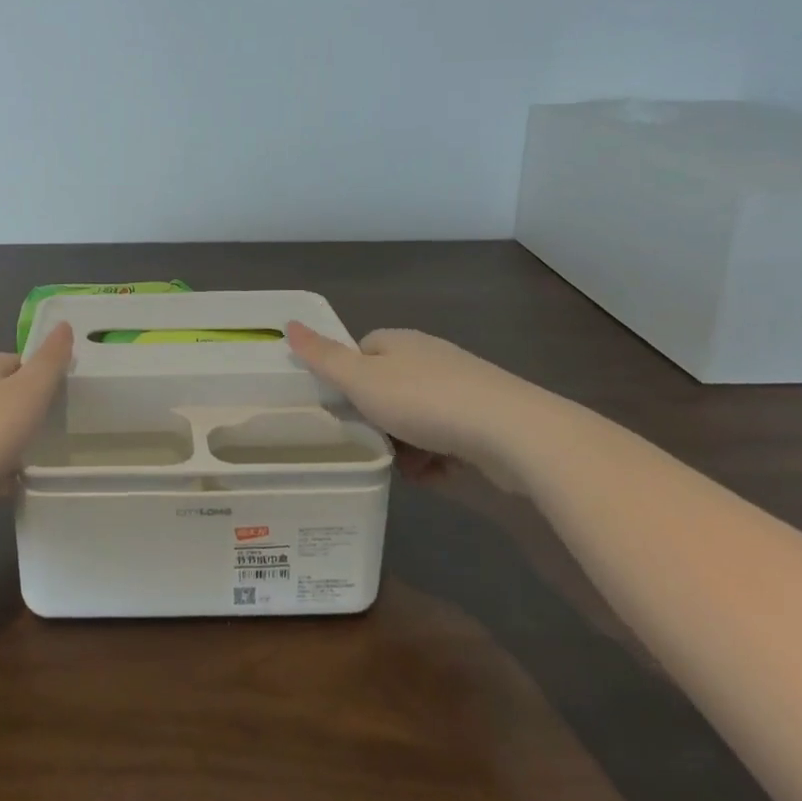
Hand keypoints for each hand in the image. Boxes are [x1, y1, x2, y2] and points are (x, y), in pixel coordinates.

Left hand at [0, 322, 74, 499]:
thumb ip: (50, 361)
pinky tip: (10, 485)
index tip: (63, 394)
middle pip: (1, 394)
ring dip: (10, 441)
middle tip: (56, 428)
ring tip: (38, 459)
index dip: (41, 373)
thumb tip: (64, 325)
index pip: (16, 360)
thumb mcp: (29, 392)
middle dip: (26, 409)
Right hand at [285, 322, 564, 482]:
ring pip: (418, 418)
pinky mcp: (486, 421)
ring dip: (407, 445)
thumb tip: (288, 323)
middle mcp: (430, 358)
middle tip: (369, 443)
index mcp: (399, 342)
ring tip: (404, 469)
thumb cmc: (425, 401)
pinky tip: (435, 476)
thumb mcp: (362, 381)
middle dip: (378, 420)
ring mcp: (462, 389)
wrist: (512, 432)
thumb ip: (323, 357)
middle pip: (389, 388)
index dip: (348, 378)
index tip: (342, 407)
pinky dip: (437, 459)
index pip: (362, 351)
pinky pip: (448, 439)